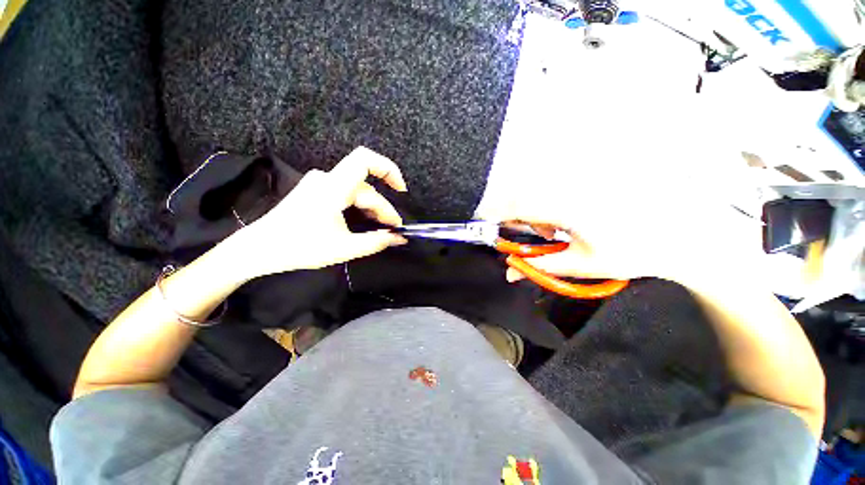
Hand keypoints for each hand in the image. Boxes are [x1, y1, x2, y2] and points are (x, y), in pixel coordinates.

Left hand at [219, 147, 408, 280]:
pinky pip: (347, 194)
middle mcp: (327, 179)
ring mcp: (321, 184)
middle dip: (383, 209)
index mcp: (332, 187)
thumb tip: (399, 239)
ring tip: (382, 229)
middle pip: (366, 188)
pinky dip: (361, 207)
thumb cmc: (300, 248)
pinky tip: (366, 222)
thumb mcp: (344, 248)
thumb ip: (376, 242)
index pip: (365, 160)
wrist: (259, 248)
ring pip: (358, 192)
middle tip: (394, 231)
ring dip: (373, 209)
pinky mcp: (317, 191)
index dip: (388, 169)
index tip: (402, 191)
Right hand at [488, 187, 742, 285]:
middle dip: (512, 216)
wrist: (684, 231)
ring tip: (548, 231)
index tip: (483, 224)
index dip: (493, 213)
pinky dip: (544, 203)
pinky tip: (561, 219)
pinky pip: (551, 186)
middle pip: (521, 193)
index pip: (517, 204)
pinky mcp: (587, 177)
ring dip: (530, 210)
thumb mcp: (582, 264)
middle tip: (521, 236)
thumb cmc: (634, 251)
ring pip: (535, 188)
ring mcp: (579, 179)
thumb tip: (509, 271)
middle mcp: (570, 186)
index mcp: (568, 207)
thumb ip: (540, 267)